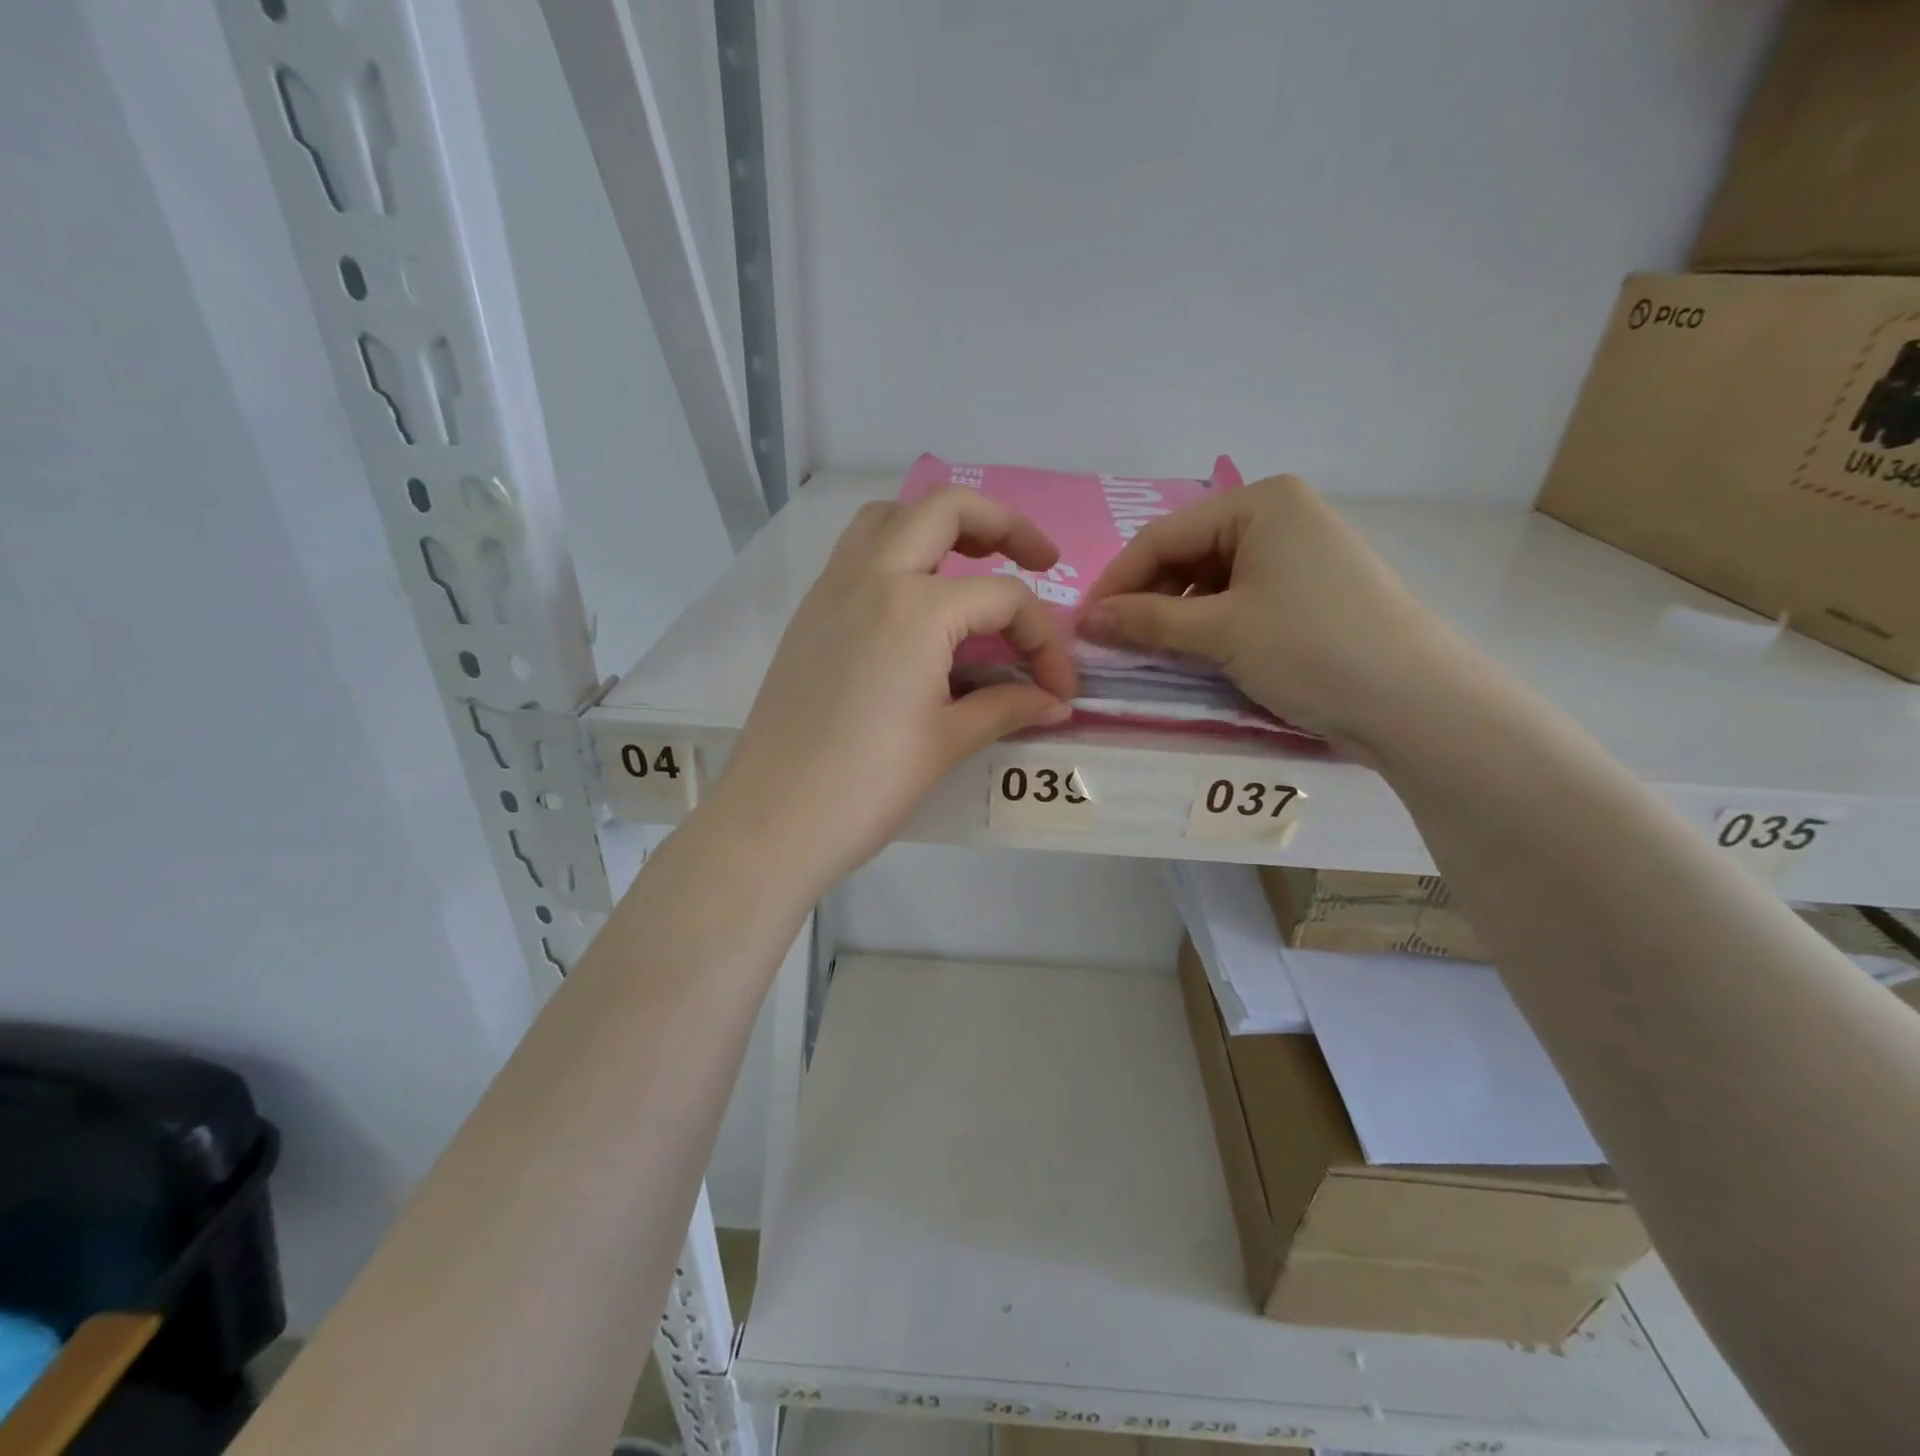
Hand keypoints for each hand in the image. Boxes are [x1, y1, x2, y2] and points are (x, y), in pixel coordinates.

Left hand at [708, 488, 1076, 889]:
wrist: (773, 820)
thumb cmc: (867, 785)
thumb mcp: (947, 742)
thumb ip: (1007, 708)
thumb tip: (1054, 701)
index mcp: (916, 608)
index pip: (1004, 600)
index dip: (1045, 642)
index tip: (1059, 689)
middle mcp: (872, 577)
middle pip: (946, 510)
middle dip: (1004, 525)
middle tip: (1039, 560)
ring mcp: (832, 590)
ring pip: (890, 518)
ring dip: (938, 525)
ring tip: (972, 565)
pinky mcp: (809, 614)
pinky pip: (857, 554)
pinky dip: (896, 553)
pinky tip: (917, 606)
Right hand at [1079, 473, 1461, 751]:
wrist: (1415, 704)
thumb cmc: (1311, 649)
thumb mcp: (1221, 633)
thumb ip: (1147, 622)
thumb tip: (1084, 621)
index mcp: (1261, 502)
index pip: (1164, 537)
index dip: (1116, 581)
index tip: (1081, 624)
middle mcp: (1281, 515)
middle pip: (1187, 554)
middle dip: (1146, 598)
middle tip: (1110, 642)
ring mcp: (1299, 552)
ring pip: (1211, 579)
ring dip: (1174, 615)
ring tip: (1147, 651)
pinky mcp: (1309, 590)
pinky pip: (1239, 597)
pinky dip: (1208, 624)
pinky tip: (1192, 652)